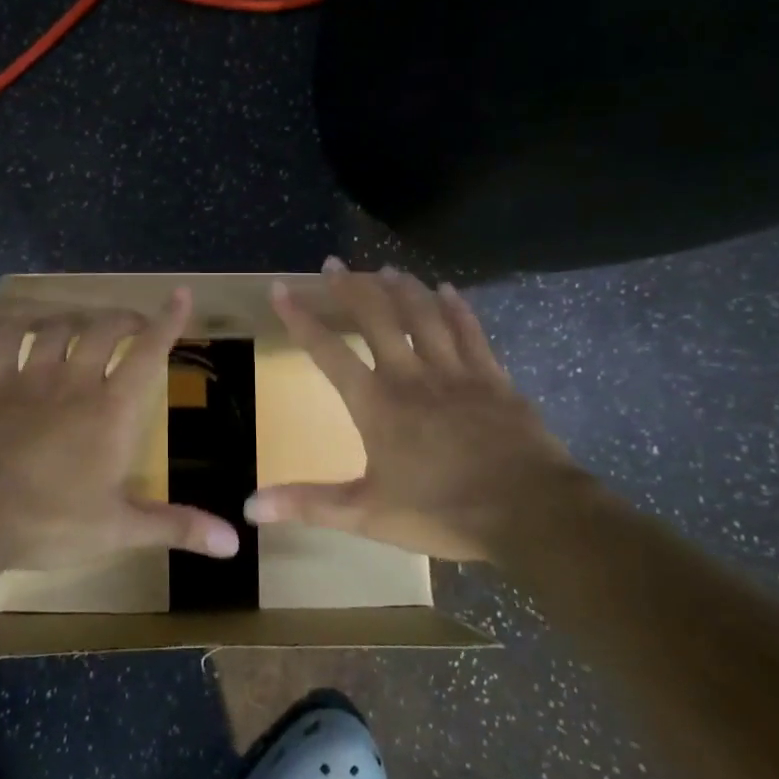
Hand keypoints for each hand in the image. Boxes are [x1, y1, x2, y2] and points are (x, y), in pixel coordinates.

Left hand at [0, 288, 239, 571]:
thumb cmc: (49, 521)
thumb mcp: (118, 530)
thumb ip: (176, 527)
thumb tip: (235, 543)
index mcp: (112, 410)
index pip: (148, 353)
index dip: (168, 321)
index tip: (179, 294)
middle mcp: (76, 381)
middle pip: (105, 329)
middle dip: (125, 318)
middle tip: (134, 324)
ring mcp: (30, 378)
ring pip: (60, 327)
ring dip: (78, 319)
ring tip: (86, 324)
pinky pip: (9, 339)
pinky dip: (22, 326)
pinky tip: (27, 327)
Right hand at [245, 262, 595, 559]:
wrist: (529, 511)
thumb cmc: (443, 511)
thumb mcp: (367, 514)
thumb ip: (309, 504)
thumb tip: (250, 506)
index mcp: (376, 403)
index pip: (327, 351)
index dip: (300, 318)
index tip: (281, 288)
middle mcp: (411, 375)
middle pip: (375, 319)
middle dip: (351, 289)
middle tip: (334, 263)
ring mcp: (455, 372)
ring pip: (423, 316)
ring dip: (402, 290)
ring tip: (385, 269)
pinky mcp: (493, 377)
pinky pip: (470, 331)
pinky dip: (457, 308)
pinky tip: (448, 290)